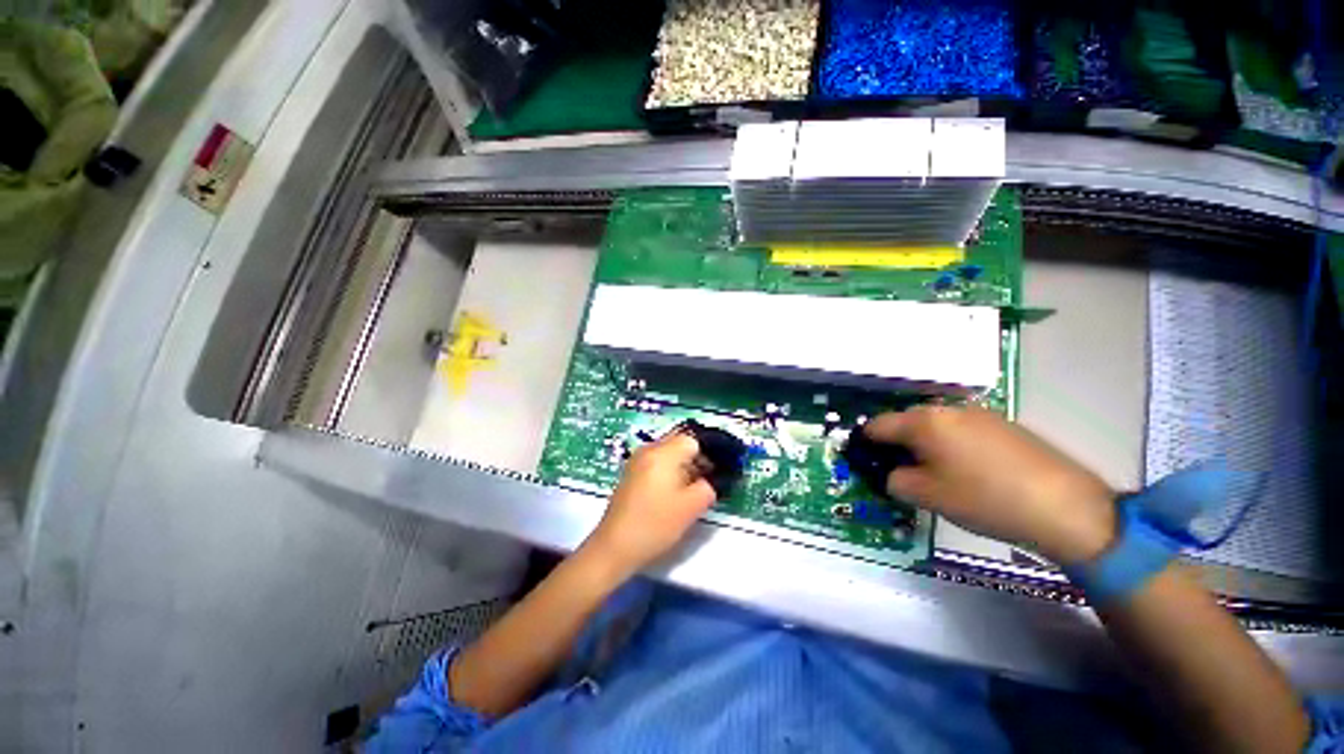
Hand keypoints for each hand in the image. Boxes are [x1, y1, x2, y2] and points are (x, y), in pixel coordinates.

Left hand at [581, 431, 717, 576]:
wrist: (615, 547)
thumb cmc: (655, 524)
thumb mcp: (691, 507)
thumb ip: (709, 487)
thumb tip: (712, 479)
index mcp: (663, 453)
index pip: (693, 439)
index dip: (709, 453)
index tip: (718, 472)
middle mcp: (648, 449)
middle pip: (679, 442)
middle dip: (697, 458)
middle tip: (707, 480)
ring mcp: (637, 460)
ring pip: (668, 453)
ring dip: (683, 466)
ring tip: (692, 489)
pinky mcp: (631, 473)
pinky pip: (657, 462)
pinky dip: (669, 472)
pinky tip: (673, 493)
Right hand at [864, 406, 1116, 564]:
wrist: (1065, 506)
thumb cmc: (984, 499)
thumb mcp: (926, 496)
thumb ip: (895, 480)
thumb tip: (892, 473)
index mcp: (923, 422)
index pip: (877, 426)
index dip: (866, 444)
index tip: (866, 463)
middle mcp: (947, 409)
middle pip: (906, 422)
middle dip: (897, 444)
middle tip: (901, 472)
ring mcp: (979, 413)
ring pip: (935, 425)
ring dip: (925, 444)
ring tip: (935, 473)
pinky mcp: (1004, 424)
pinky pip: (961, 429)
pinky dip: (952, 445)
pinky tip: (969, 470)